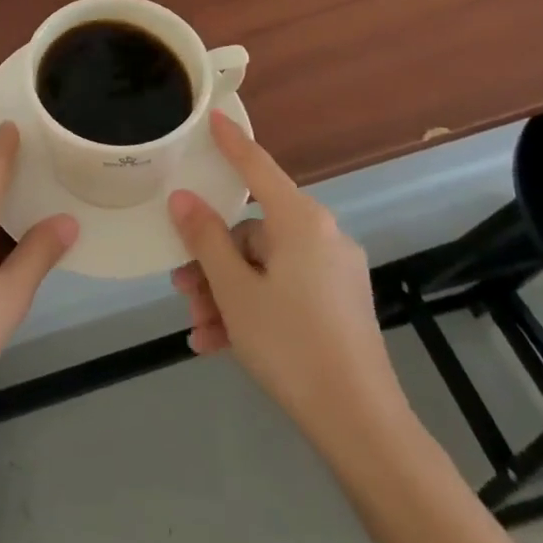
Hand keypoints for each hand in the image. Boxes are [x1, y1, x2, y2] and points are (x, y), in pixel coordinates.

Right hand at [168, 112, 405, 430]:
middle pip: (253, 232)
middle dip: (213, 261)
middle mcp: (322, 236)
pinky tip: (219, 345)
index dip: (231, 142)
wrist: (361, 426)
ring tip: (199, 330)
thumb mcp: (235, 291)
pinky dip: (253, 310)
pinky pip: (284, 290)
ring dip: (227, 294)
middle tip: (182, 288)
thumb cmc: (291, 345)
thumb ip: (206, 238)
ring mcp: (333, 272)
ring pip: (264, 267)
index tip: (213, 116)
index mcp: (301, 221)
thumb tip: (183, 198)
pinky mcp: (338, 304)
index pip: (257, 166)